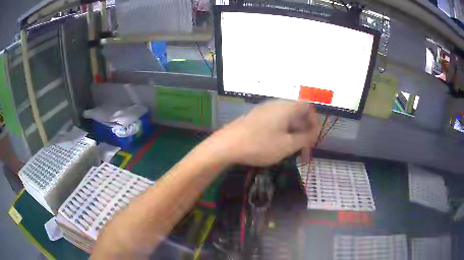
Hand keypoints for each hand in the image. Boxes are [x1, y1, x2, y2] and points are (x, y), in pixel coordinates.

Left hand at [207, 100, 318, 165]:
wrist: (227, 145)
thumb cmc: (260, 145)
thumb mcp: (287, 145)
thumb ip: (304, 138)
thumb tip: (313, 133)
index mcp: (287, 107)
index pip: (308, 106)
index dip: (314, 121)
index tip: (312, 138)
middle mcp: (276, 104)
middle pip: (298, 114)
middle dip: (304, 132)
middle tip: (304, 152)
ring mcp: (265, 110)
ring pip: (286, 120)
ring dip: (293, 135)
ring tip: (292, 152)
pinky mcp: (256, 118)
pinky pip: (276, 122)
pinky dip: (282, 133)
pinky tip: (278, 147)